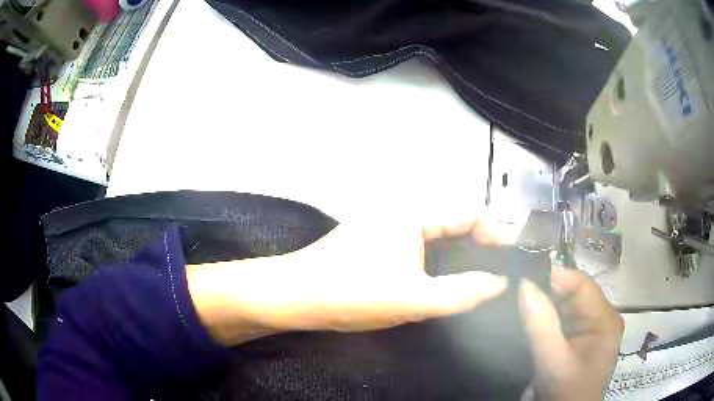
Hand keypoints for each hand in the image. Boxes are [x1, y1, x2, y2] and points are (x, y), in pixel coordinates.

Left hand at [186, 217, 511, 345]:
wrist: (295, 296)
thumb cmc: (350, 294)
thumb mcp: (413, 299)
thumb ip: (462, 292)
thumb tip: (500, 282)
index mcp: (414, 213)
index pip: (470, 211)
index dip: (494, 234)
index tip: (507, 263)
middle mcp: (404, 211)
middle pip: (457, 221)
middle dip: (480, 246)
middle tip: (495, 277)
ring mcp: (391, 225)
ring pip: (440, 235)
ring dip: (461, 255)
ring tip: (477, 282)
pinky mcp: (382, 240)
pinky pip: (423, 244)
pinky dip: (441, 260)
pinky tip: (445, 281)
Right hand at [518, 266, 623, 400]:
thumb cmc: (566, 392)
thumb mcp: (553, 361)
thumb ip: (541, 324)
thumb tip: (524, 284)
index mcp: (605, 318)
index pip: (580, 284)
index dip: (553, 277)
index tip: (522, 277)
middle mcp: (601, 318)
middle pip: (572, 295)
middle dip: (545, 293)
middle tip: (514, 292)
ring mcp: (591, 330)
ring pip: (565, 308)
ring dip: (543, 308)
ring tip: (517, 304)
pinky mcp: (579, 341)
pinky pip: (561, 322)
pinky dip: (545, 321)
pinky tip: (528, 322)